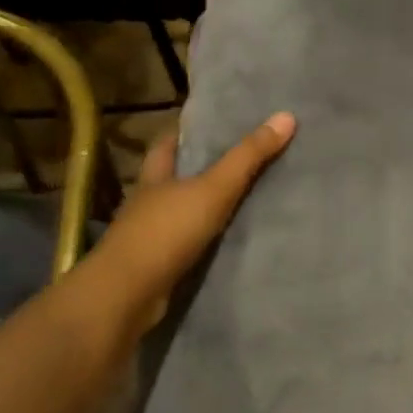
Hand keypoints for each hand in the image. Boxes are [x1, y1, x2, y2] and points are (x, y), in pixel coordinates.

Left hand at [78, 113, 296, 331]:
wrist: (126, 297)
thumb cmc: (166, 231)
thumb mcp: (214, 188)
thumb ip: (248, 156)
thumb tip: (286, 115)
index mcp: (155, 176)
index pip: (168, 143)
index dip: (186, 131)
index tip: (213, 123)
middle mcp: (148, 202)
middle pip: (175, 177)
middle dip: (200, 168)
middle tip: (240, 158)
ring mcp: (149, 236)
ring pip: (181, 211)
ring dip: (204, 206)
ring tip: (244, 197)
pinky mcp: (156, 267)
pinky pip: (187, 245)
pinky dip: (205, 240)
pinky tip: (228, 240)